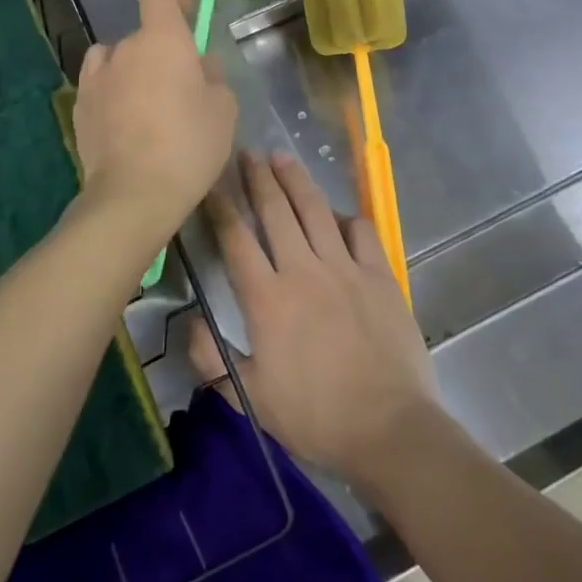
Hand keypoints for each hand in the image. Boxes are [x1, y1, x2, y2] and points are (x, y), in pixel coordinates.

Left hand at [74, 0, 236, 236]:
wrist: (134, 194)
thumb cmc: (188, 145)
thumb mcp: (223, 110)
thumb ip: (214, 76)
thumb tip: (201, 65)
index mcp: (162, 39)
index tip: (190, 17)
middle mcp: (124, 48)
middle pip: (144, 35)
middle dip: (163, 52)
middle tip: (183, 89)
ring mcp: (96, 77)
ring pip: (119, 59)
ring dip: (134, 71)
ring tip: (149, 107)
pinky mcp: (80, 106)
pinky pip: (101, 85)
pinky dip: (113, 93)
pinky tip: (125, 122)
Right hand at [189, 151, 437, 489]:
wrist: (389, 428)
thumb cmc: (316, 417)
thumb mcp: (252, 399)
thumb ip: (212, 361)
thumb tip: (192, 324)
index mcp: (267, 299)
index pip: (236, 239)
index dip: (220, 206)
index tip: (211, 182)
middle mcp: (303, 270)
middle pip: (275, 210)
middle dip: (257, 177)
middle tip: (248, 152)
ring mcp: (345, 268)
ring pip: (315, 209)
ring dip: (296, 179)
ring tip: (283, 157)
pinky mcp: (379, 274)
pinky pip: (361, 231)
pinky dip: (346, 216)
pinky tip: (337, 212)